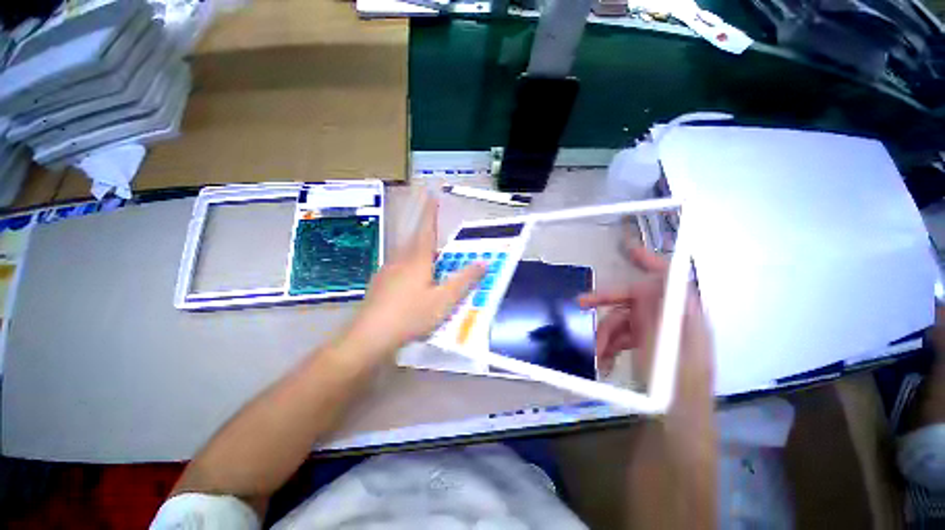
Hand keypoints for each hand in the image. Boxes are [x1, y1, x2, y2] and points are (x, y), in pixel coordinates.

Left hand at [345, 197, 485, 357]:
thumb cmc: (411, 315)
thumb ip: (464, 280)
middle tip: (440, 241)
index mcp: (417, 260)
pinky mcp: (379, 285)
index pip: (426, 229)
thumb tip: (483, 262)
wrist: (369, 337)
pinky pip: (399, 269)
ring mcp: (387, 272)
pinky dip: (410, 269)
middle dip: (427, 235)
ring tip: (430, 264)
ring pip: (406, 256)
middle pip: (416, 242)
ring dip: (419, 254)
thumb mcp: (444, 300)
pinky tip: (412, 285)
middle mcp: (400, 261)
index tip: (432, 195)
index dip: (431, 212)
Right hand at [578, 247, 713, 414]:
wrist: (674, 434)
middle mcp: (672, 323)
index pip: (671, 280)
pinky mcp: (646, 348)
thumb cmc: (674, 396)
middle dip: (607, 302)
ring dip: (605, 334)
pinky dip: (609, 345)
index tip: (627, 250)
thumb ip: (658, 318)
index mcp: (685, 320)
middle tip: (580, 303)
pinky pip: (623, 337)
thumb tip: (647, 284)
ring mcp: (658, 336)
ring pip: (623, 320)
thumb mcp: (664, 355)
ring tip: (596, 355)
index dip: (650, 262)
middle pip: (636, 300)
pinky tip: (601, 361)